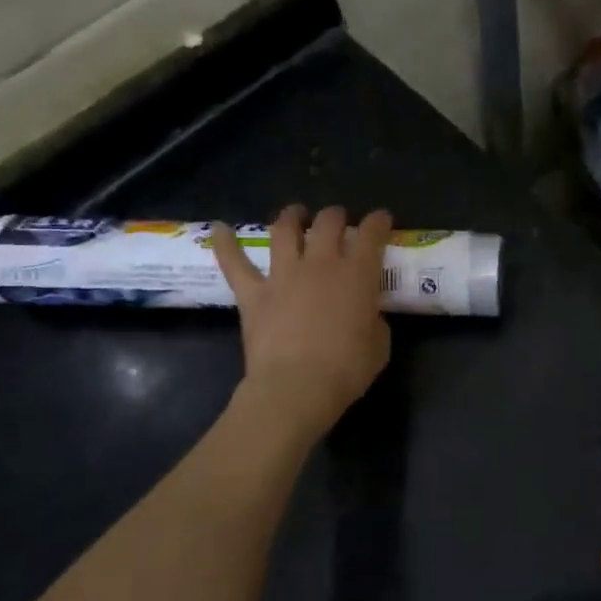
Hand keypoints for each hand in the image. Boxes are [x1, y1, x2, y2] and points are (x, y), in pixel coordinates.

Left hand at [211, 205, 392, 434]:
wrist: (297, 387)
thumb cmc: (347, 368)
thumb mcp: (379, 343)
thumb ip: (374, 320)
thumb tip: (367, 314)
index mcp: (358, 274)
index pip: (372, 234)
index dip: (379, 221)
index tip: (382, 219)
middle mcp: (321, 264)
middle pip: (328, 223)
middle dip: (335, 216)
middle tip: (338, 220)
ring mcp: (284, 275)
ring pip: (284, 231)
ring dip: (291, 217)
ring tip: (294, 213)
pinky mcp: (253, 294)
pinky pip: (234, 264)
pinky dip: (224, 244)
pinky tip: (219, 228)